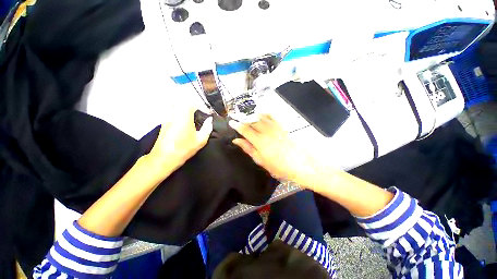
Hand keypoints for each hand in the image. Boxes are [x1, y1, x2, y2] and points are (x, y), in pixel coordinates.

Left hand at [147, 107, 212, 176]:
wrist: (164, 158)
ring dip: (187, 109)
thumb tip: (210, 120)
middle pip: (184, 102)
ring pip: (177, 106)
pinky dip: (180, 114)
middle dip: (194, 106)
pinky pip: (173, 112)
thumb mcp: (201, 140)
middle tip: (201, 113)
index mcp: (184, 116)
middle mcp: (174, 113)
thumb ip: (207, 127)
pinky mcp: (164, 122)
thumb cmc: (184, 149)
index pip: (193, 104)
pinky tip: (185, 123)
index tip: (208, 113)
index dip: (202, 107)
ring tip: (194, 117)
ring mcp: (167, 117)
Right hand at [229, 115, 321, 188]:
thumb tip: (236, 140)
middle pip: (252, 122)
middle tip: (237, 117)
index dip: (237, 125)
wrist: (300, 164)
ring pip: (261, 117)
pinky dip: (265, 114)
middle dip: (243, 119)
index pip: (245, 130)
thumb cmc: (278, 166)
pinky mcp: (282, 127)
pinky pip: (272, 117)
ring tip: (246, 115)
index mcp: (259, 141)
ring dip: (252, 115)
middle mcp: (266, 131)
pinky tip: (261, 114)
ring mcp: (275, 128)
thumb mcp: (260, 160)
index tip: (231, 122)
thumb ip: (248, 149)